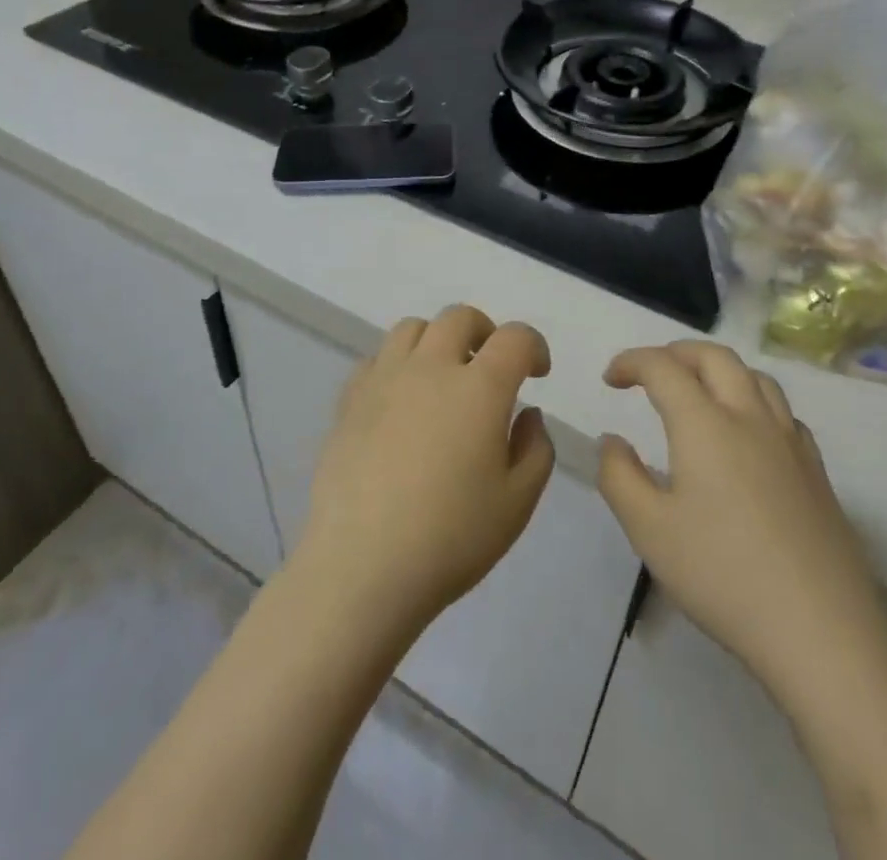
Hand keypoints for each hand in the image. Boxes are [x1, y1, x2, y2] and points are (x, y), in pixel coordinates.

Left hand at [293, 306, 555, 637]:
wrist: (362, 567)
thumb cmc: (451, 538)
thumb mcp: (517, 503)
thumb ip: (536, 449)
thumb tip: (527, 414)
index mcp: (479, 388)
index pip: (514, 338)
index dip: (533, 346)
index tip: (537, 373)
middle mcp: (431, 368)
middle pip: (460, 318)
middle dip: (485, 332)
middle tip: (491, 367)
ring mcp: (384, 380)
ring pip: (413, 328)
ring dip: (437, 341)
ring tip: (443, 377)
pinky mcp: (349, 400)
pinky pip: (377, 359)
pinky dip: (398, 365)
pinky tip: (401, 401)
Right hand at [597, 341, 886, 692]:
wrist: (820, 631)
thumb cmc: (723, 576)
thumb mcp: (649, 531)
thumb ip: (620, 477)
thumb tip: (612, 440)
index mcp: (705, 423)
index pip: (663, 368)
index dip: (631, 362)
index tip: (610, 379)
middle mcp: (750, 417)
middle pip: (714, 356)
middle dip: (676, 352)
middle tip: (650, 373)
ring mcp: (791, 441)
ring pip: (755, 376)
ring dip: (718, 370)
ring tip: (699, 393)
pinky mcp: (817, 470)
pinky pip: (782, 411)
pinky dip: (754, 401)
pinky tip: (747, 436)